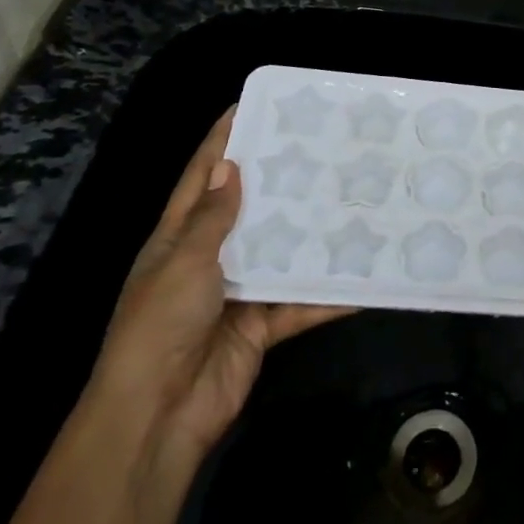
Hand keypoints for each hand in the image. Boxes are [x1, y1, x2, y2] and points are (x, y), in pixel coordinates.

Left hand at [87, 107, 351, 467]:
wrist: (158, 417)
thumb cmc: (160, 327)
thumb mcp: (183, 263)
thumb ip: (211, 219)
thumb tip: (228, 166)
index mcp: (178, 239)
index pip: (201, 178)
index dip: (221, 141)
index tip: (249, 106)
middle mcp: (210, 259)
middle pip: (249, 210)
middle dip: (279, 181)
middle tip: (322, 146)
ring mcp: (238, 293)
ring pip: (282, 252)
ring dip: (312, 233)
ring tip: (352, 198)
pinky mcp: (262, 325)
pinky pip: (302, 302)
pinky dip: (330, 295)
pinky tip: (365, 277)